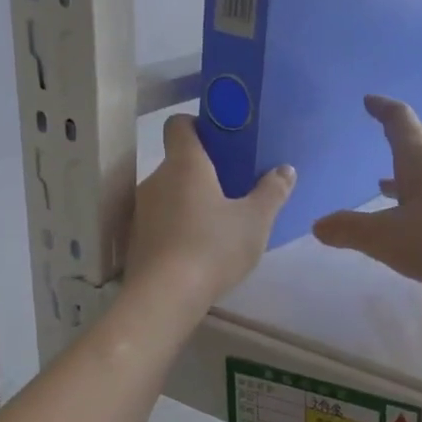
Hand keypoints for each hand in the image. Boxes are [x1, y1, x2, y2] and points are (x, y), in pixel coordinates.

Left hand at [127, 114, 294, 304]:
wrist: (164, 297)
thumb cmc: (213, 248)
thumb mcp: (256, 221)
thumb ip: (272, 192)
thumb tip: (285, 170)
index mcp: (185, 164)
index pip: (179, 124)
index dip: (199, 125)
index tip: (223, 140)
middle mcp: (156, 179)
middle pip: (179, 162)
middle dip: (204, 170)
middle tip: (235, 187)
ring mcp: (142, 210)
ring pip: (170, 193)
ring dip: (192, 200)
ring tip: (221, 222)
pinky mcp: (136, 239)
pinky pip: (162, 221)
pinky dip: (179, 226)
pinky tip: (200, 249)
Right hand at [313, 96, 421, 303]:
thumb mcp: (387, 238)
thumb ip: (350, 230)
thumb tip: (318, 225)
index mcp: (421, 162)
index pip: (400, 122)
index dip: (383, 109)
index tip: (369, 100)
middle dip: (401, 132)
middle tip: (384, 128)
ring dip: (409, 171)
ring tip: (385, 182)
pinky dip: (421, 200)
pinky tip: (414, 222)